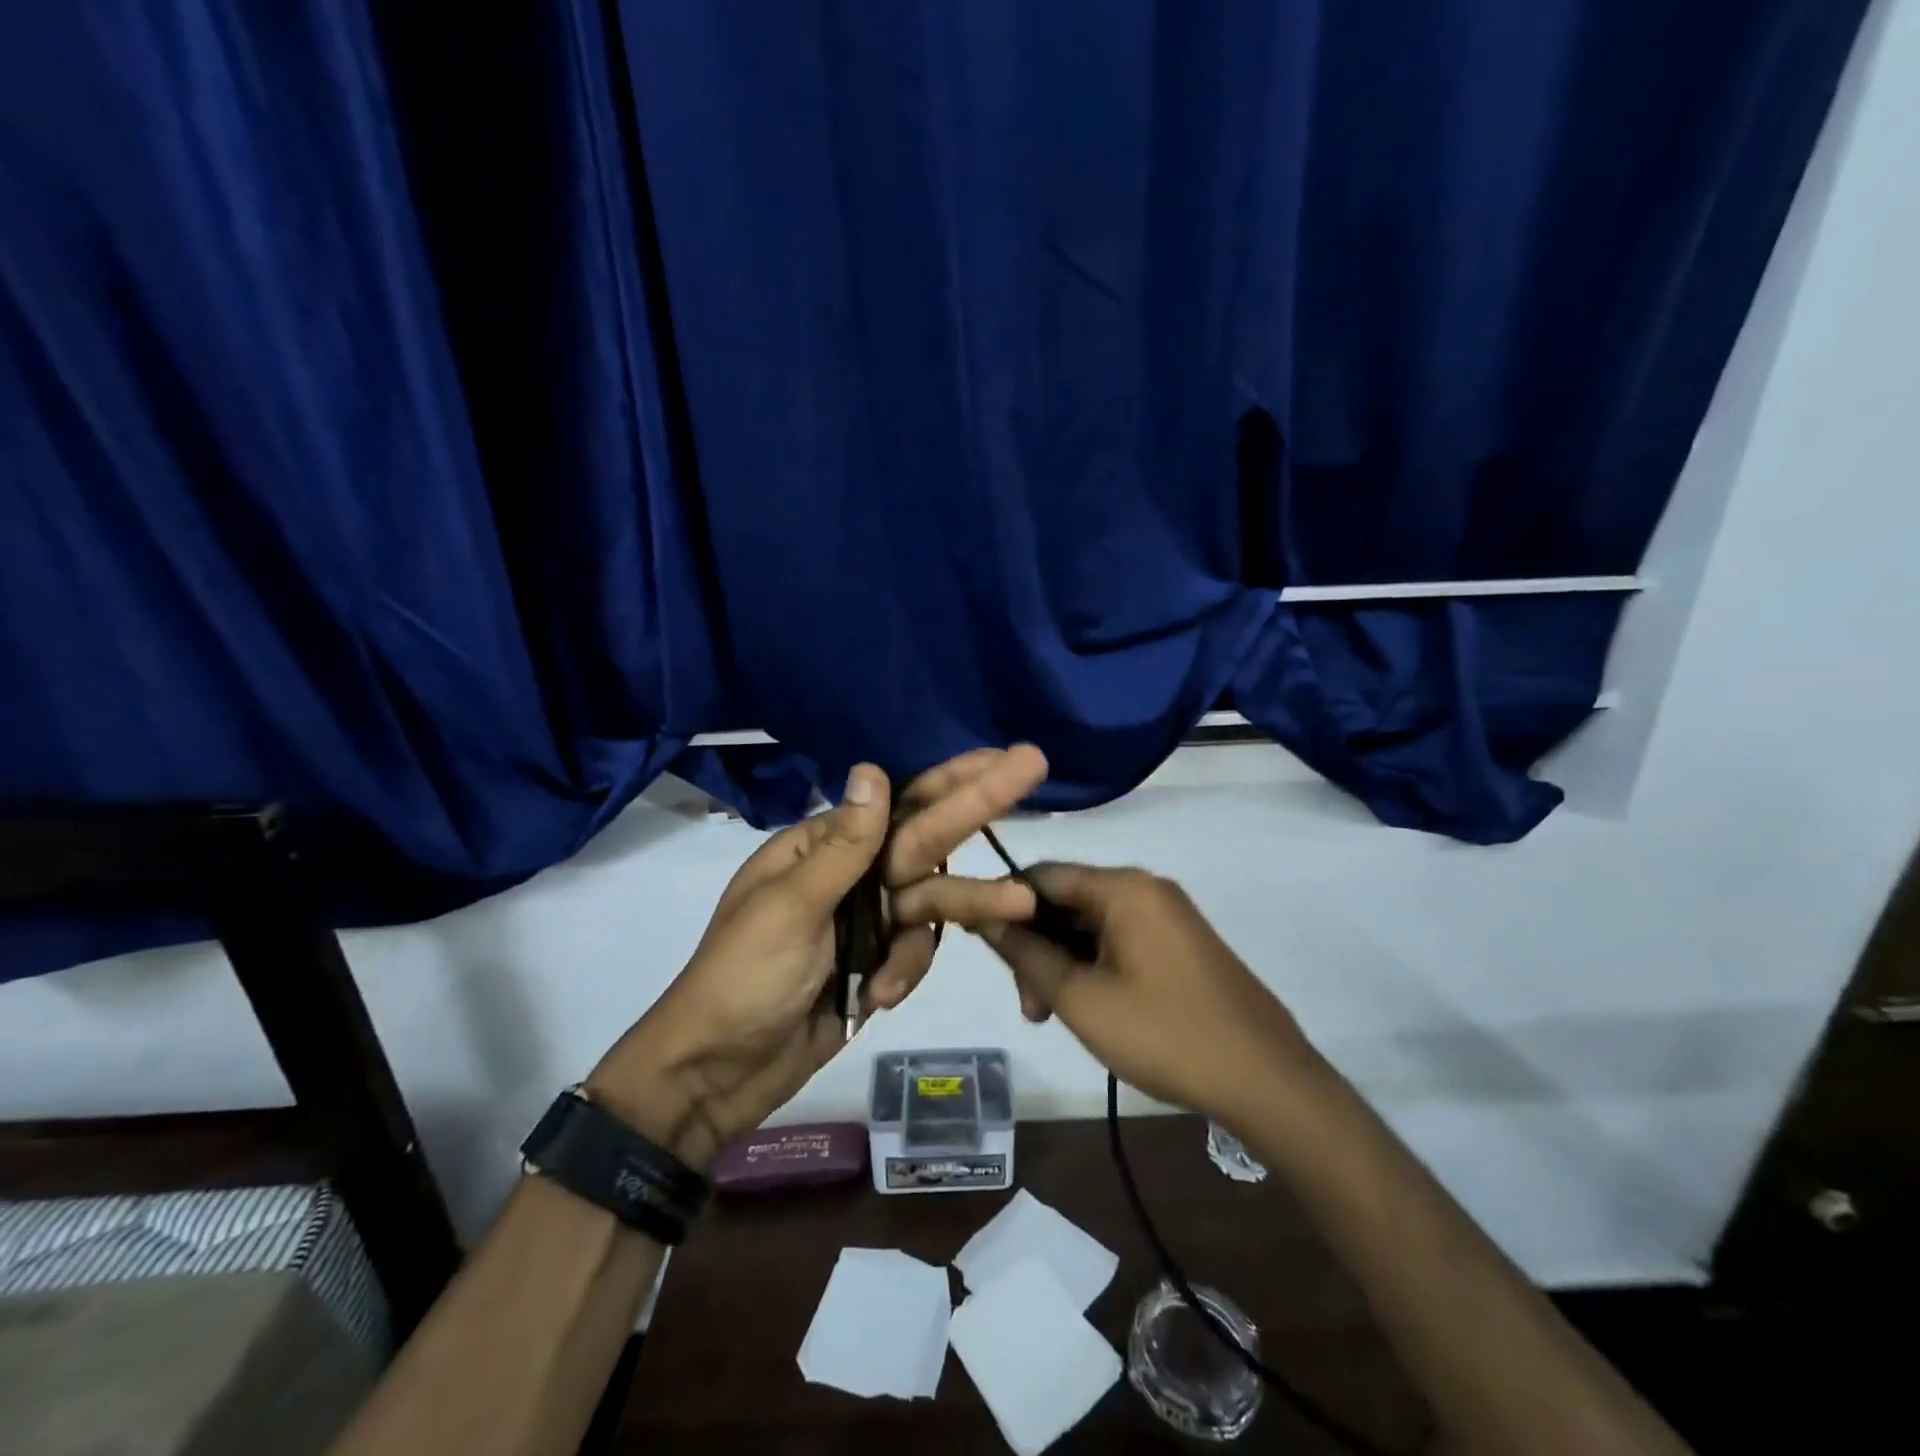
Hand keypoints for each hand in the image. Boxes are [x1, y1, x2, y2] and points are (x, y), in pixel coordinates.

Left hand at [588, 749, 1047, 1166]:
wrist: (719, 1075)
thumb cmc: (743, 980)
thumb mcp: (790, 908)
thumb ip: (844, 846)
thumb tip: (873, 769)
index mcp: (822, 847)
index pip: (899, 803)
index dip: (951, 777)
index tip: (999, 755)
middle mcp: (851, 875)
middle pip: (927, 837)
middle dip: (978, 805)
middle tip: (1033, 766)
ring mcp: (867, 921)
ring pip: (933, 901)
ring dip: (971, 904)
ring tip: (1021, 903)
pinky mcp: (878, 964)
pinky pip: (917, 952)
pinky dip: (908, 971)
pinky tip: (880, 996)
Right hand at [978, 864, 1316, 1125]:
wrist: (1267, 1080)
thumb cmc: (1164, 1035)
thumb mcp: (1081, 999)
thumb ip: (1027, 954)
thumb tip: (984, 916)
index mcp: (1123, 888)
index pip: (1042, 875)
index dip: (1004, 906)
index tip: (983, 948)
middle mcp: (1146, 888)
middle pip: (1067, 901)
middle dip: (1037, 946)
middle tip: (1028, 1006)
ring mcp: (1168, 916)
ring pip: (1092, 925)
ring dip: (1063, 962)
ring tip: (1052, 1016)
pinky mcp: (1181, 944)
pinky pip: (1120, 940)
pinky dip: (1094, 967)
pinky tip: (1088, 1007)